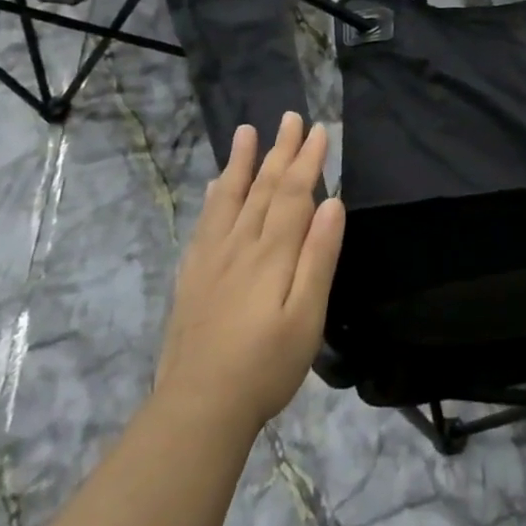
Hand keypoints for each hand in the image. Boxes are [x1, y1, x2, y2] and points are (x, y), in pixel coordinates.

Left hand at [154, 114, 345, 438]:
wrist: (197, 408)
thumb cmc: (266, 365)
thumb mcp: (307, 316)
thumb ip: (319, 257)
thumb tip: (333, 202)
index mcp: (272, 253)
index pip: (293, 194)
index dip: (307, 160)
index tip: (319, 129)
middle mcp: (240, 245)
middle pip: (263, 188)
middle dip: (280, 151)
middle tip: (290, 117)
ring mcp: (212, 259)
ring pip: (229, 198)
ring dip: (241, 162)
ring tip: (247, 132)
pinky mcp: (192, 277)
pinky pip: (205, 223)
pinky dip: (213, 198)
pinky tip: (214, 186)